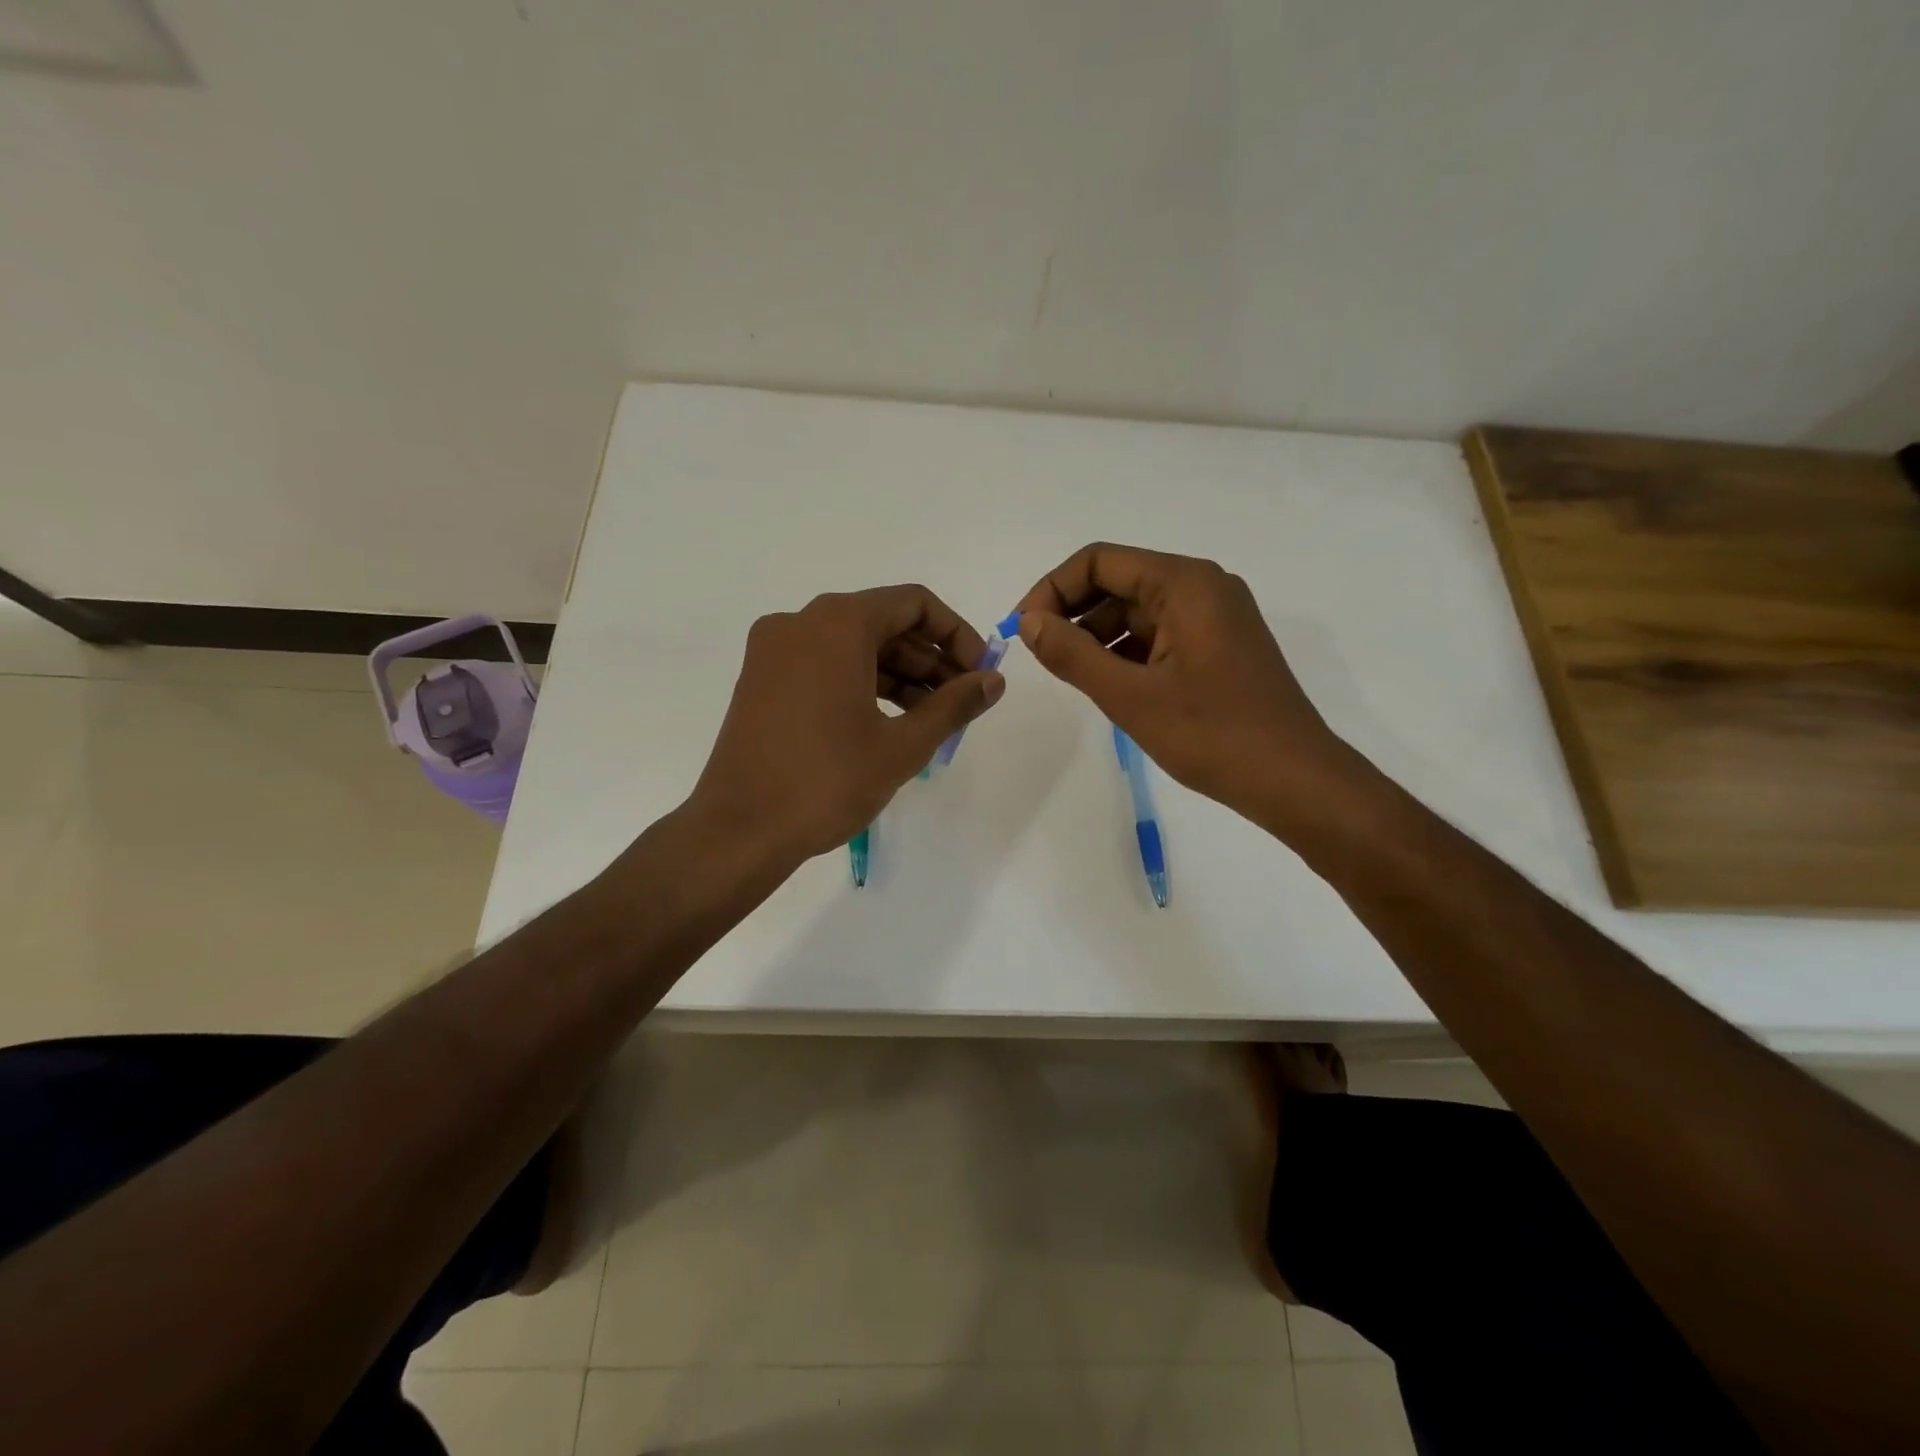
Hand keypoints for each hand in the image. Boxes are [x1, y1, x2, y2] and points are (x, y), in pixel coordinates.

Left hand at [687, 585, 1005, 862]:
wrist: (739, 831)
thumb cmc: (827, 782)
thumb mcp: (902, 745)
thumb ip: (954, 704)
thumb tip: (993, 680)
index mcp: (837, 624)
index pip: (913, 604)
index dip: (956, 634)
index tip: (978, 673)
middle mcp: (801, 622)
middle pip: (882, 622)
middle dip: (929, 658)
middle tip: (960, 701)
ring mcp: (774, 651)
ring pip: (852, 646)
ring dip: (898, 674)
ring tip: (931, 718)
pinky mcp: (760, 679)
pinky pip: (823, 664)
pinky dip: (861, 683)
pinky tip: (888, 721)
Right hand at [1013, 543, 1357, 829]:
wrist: (1294, 780)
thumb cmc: (1212, 734)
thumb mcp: (1130, 695)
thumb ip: (1072, 654)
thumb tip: (1028, 622)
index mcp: (1185, 583)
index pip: (1100, 561)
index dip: (1052, 589)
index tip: (1023, 629)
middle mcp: (1202, 587)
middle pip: (1118, 581)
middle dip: (1072, 613)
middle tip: (1039, 655)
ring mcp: (1215, 617)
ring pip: (1137, 611)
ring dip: (1096, 635)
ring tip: (1069, 675)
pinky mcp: (1218, 646)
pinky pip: (1159, 635)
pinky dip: (1125, 652)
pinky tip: (1106, 683)